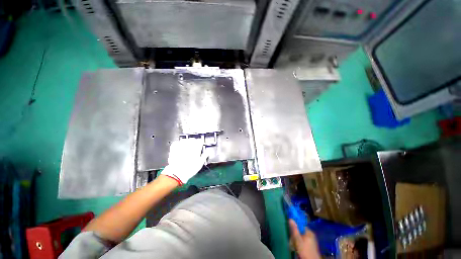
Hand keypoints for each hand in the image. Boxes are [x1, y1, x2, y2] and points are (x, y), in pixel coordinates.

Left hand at [161, 138, 207, 184]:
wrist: (177, 174)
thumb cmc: (190, 169)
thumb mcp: (200, 163)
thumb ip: (204, 156)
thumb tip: (208, 152)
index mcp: (196, 149)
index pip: (200, 141)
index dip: (200, 142)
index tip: (200, 144)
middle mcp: (188, 147)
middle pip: (192, 139)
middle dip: (194, 141)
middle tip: (194, 145)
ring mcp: (181, 147)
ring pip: (185, 140)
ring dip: (186, 141)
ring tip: (187, 145)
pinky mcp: (174, 150)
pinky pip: (176, 143)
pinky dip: (178, 143)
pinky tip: (179, 146)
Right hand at [289, 219, 320, 258]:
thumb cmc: (305, 251)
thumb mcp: (298, 240)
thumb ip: (295, 230)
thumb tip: (290, 219)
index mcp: (309, 232)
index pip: (301, 225)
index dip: (295, 225)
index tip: (290, 228)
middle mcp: (311, 234)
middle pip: (300, 231)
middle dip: (295, 235)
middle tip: (292, 240)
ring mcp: (311, 240)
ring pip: (301, 236)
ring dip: (296, 239)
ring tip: (294, 245)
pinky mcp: (310, 245)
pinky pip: (303, 240)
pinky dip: (299, 242)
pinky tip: (297, 247)